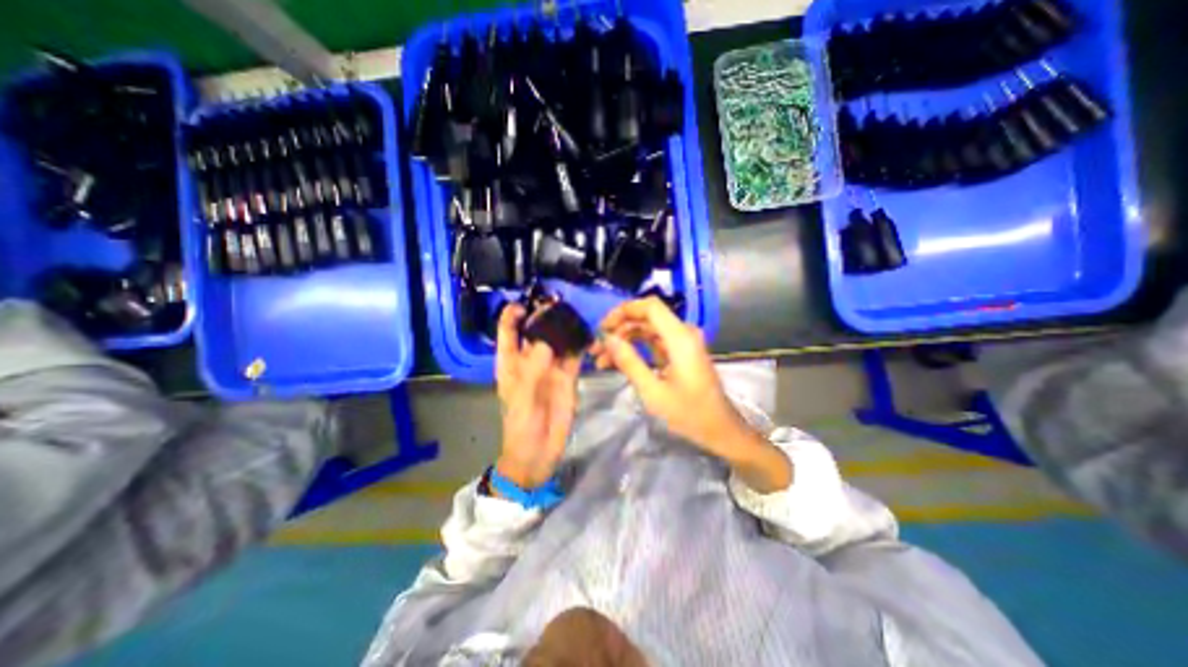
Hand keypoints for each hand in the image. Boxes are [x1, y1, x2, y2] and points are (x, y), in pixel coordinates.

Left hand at [496, 305, 583, 487]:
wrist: (538, 453)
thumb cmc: (521, 426)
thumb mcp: (522, 397)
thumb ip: (533, 368)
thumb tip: (547, 339)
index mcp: (511, 362)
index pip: (508, 332)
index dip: (512, 315)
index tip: (525, 303)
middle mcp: (531, 360)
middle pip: (536, 331)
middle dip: (545, 316)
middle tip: (559, 304)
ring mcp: (551, 367)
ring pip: (557, 340)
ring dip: (565, 328)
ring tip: (576, 314)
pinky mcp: (568, 377)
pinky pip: (574, 356)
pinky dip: (581, 345)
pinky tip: (588, 335)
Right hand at [591, 297, 787, 490]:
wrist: (720, 429)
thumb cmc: (689, 413)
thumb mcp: (653, 391)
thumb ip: (629, 362)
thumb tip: (607, 339)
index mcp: (680, 338)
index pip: (650, 306)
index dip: (623, 310)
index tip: (602, 327)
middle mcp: (683, 333)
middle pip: (646, 318)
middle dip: (619, 329)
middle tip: (596, 347)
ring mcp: (682, 343)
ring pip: (647, 330)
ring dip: (624, 340)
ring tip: (601, 359)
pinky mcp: (680, 353)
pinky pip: (654, 343)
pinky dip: (635, 349)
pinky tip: (616, 363)